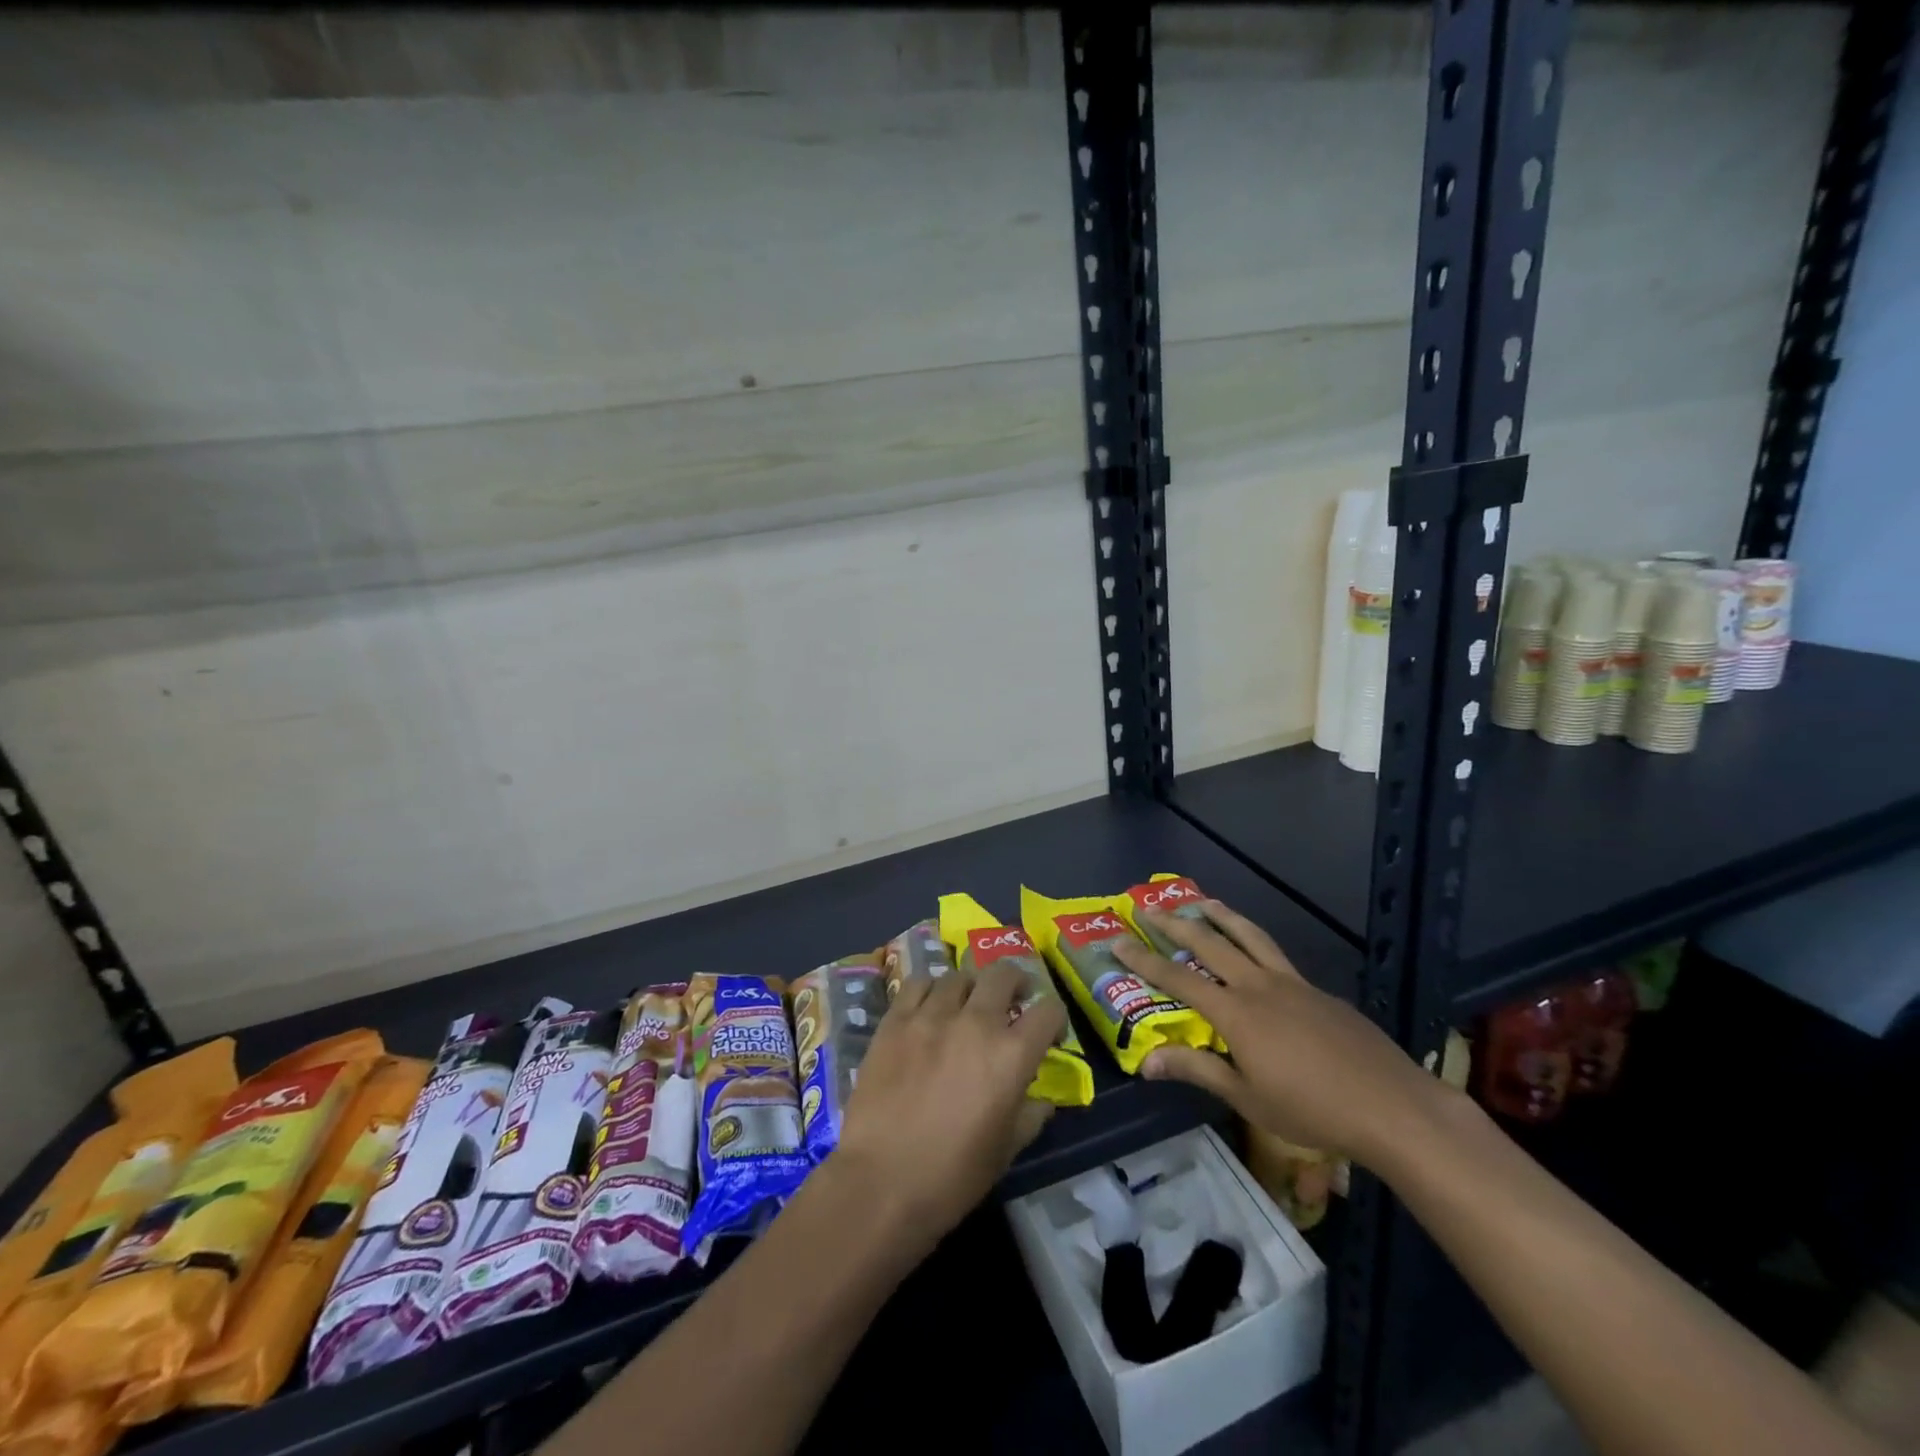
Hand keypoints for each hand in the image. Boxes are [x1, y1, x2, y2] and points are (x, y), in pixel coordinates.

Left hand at [830, 963, 1065, 1250]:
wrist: (881, 1182)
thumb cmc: (952, 1176)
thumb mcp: (1006, 1151)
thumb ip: (1030, 1115)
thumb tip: (1042, 1099)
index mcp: (1011, 1055)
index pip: (1048, 1010)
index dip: (1054, 1018)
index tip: (1047, 1033)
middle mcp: (976, 1022)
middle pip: (1003, 974)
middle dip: (1015, 983)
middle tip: (1011, 1002)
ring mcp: (931, 1016)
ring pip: (959, 976)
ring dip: (970, 989)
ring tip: (965, 1007)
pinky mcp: (895, 1020)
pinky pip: (918, 984)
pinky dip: (930, 990)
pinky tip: (928, 1008)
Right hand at [1111, 900, 1451, 1171]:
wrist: (1391, 1106)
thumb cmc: (1312, 1110)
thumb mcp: (1248, 1097)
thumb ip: (1197, 1071)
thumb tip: (1146, 1062)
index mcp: (1236, 1013)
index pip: (1178, 979)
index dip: (1145, 960)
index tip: (1118, 940)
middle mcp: (1260, 986)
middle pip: (1210, 944)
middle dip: (1176, 923)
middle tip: (1150, 906)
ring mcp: (1293, 983)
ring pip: (1250, 937)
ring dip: (1221, 916)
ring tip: (1202, 901)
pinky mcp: (1319, 991)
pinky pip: (1277, 956)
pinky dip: (1255, 942)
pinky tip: (1256, 956)